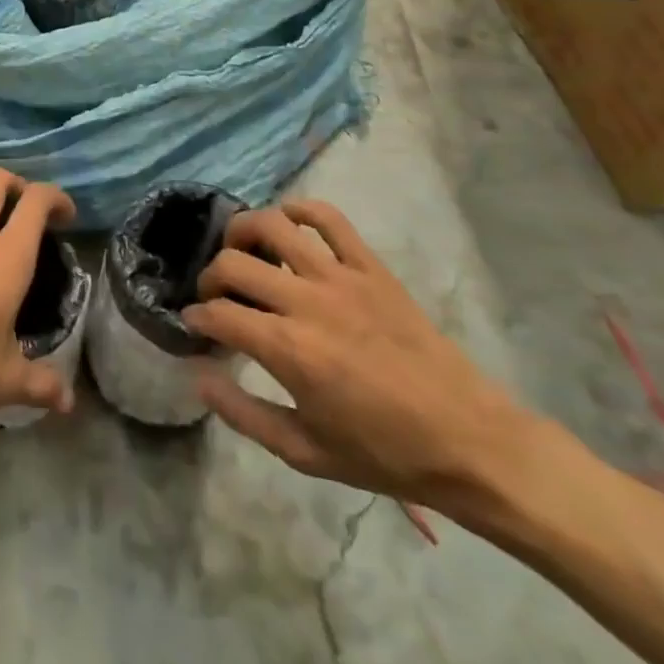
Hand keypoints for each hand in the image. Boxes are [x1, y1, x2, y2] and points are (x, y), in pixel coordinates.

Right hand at [182, 200, 533, 512]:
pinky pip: (328, 218)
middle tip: (216, 295)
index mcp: (289, 349)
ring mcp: (341, 276)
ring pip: (273, 224)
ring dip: (243, 231)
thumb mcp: (305, 452)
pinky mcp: (370, 266)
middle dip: (211, 277)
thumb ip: (243, 414)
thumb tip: (198, 377)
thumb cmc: (383, 454)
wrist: (468, 441)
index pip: (219, 313)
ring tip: (241, 250)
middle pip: (234, 262)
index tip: (195, 324)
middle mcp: (307, 301)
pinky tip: (289, 224)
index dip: (197, 316)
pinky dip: (301, 210)